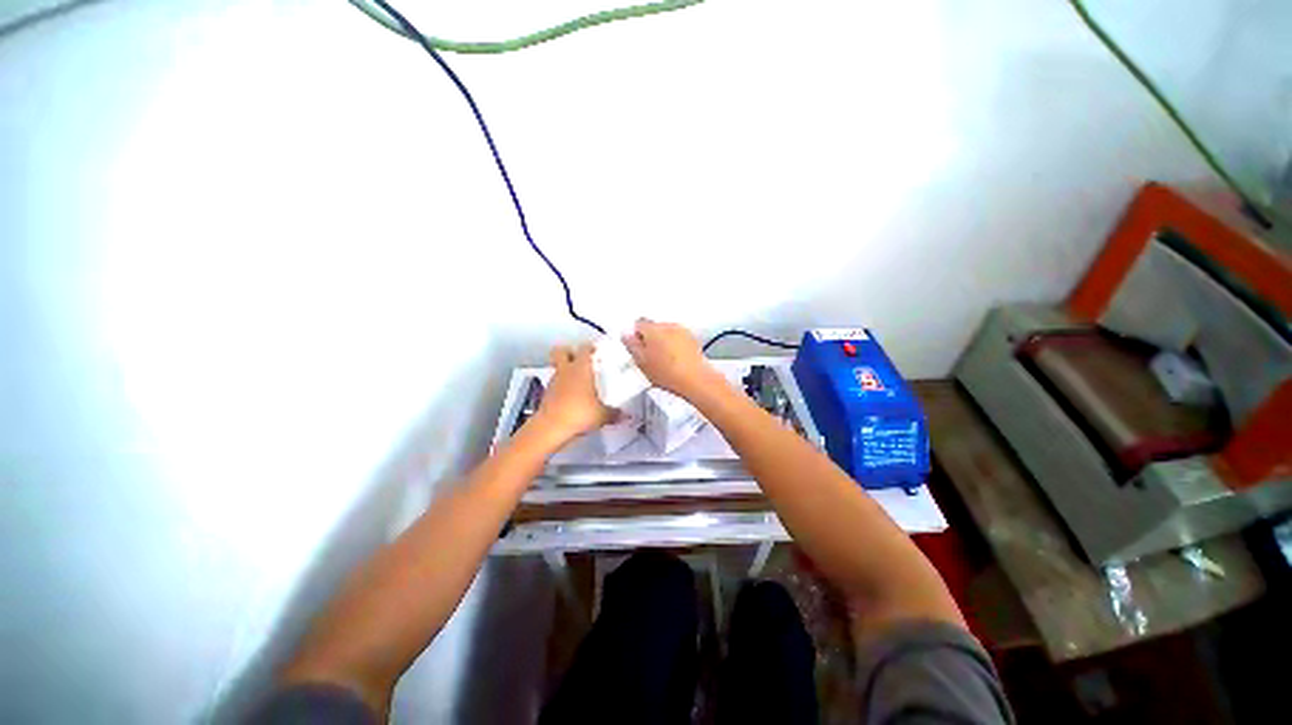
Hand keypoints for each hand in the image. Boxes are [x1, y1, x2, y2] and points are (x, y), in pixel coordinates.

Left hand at [533, 343, 615, 443]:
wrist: (551, 428)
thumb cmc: (579, 413)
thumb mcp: (603, 415)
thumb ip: (615, 413)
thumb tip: (626, 416)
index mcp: (581, 368)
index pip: (585, 348)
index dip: (590, 347)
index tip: (597, 351)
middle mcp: (566, 370)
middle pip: (562, 350)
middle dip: (570, 352)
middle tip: (580, 359)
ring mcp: (553, 382)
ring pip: (558, 368)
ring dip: (566, 371)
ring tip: (578, 382)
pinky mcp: (546, 394)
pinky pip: (555, 384)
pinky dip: (561, 387)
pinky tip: (571, 398)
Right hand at [623, 319, 721, 399]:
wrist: (695, 380)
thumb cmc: (666, 373)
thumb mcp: (641, 362)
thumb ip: (632, 345)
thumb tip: (626, 334)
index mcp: (652, 328)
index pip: (638, 324)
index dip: (635, 336)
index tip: (637, 349)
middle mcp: (668, 325)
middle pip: (654, 327)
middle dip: (650, 339)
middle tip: (649, 357)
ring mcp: (682, 331)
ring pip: (667, 333)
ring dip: (663, 342)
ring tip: (663, 361)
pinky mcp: (693, 339)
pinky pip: (679, 339)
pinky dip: (675, 346)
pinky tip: (675, 361)